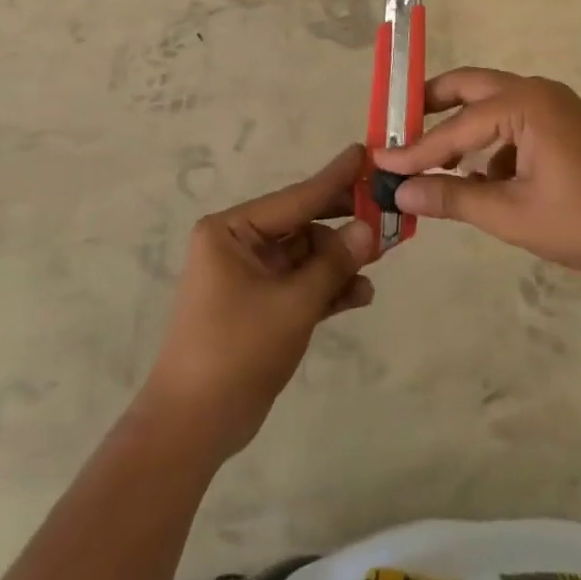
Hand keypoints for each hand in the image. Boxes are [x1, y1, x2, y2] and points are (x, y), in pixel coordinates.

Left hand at [141, 144, 378, 460]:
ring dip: (339, 263)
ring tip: (380, 262)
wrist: (194, 426)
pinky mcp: (260, 306)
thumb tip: (370, 228)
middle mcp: (237, 245)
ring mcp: (249, 277)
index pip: (294, 198)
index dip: (334, 179)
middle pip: (301, 225)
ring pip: (305, 257)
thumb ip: (333, 264)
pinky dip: (327, 289)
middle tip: (386, 213)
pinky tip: (361, 295)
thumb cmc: (237, 350)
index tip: (365, 153)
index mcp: (231, 231)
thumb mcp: (293, 304)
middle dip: (342, 227)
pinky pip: (300, 285)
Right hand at [370, 69, 580, 278]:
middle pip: (468, 87)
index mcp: (523, 104)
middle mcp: (535, 91)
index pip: (454, 126)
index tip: (379, 161)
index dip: (414, 149)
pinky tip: (485, 182)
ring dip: (461, 129)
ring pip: (490, 105)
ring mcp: (553, 104)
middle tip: (397, 131)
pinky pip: (513, 122)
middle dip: (430, 108)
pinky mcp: (564, 123)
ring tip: (434, 164)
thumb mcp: (512, 214)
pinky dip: (490, 144)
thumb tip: (401, 192)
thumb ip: (453, 198)